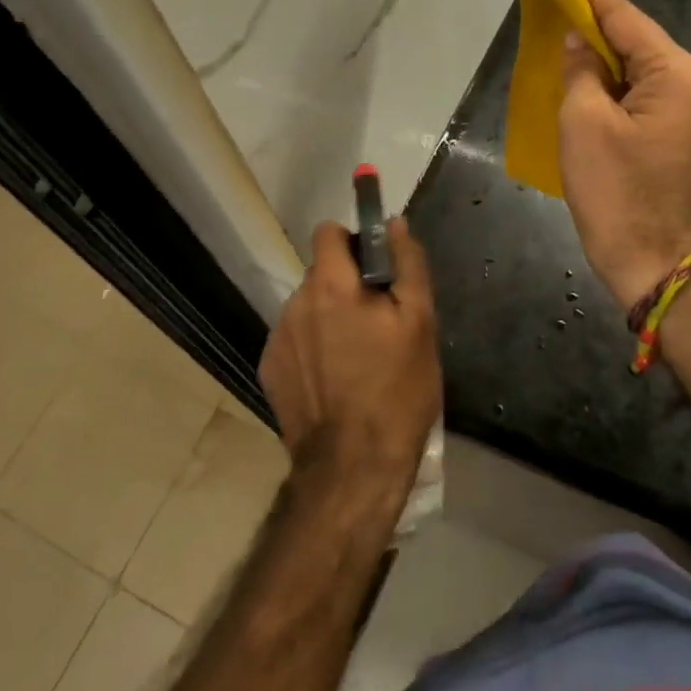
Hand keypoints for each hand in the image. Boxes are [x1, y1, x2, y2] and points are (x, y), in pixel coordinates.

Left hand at [258, 218, 441, 512]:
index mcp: (332, 285)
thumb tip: (396, 223)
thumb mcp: (420, 323)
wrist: (352, 467)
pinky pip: (295, 340)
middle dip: (347, 285)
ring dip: (330, 317)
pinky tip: (335, 381)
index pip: (328, 232)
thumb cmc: (397, 390)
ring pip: (309, 308)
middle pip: (322, 273)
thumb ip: (408, 264)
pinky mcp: (269, 369)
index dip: (353, 241)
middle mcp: (296, 303)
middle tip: (377, 323)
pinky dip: (313, 348)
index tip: (376, 268)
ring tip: (358, 358)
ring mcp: (278, 338)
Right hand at [559, 0, 690, 308]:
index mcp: (675, 74)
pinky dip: (604, 74)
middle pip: (632, 36)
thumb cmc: (613, 188)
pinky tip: (578, 62)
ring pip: (631, 62)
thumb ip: (580, 69)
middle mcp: (687, 81)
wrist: (645, 254)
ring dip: (597, 44)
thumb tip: (579, 40)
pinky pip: (632, 86)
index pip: (625, 17)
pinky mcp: (666, 126)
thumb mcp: (584, 122)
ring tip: (561, 15)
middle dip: (593, 13)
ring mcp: (681, 105)